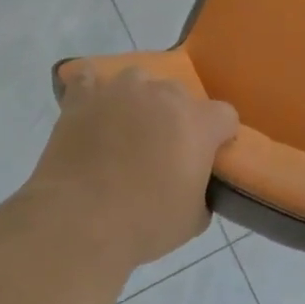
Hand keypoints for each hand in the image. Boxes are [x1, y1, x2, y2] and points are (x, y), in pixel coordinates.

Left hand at [24, 65, 238, 270]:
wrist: (79, 222)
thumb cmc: (145, 223)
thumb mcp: (192, 220)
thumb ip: (202, 192)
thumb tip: (194, 187)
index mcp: (199, 123)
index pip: (225, 116)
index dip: (219, 136)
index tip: (210, 157)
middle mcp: (164, 96)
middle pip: (180, 95)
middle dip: (177, 118)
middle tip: (163, 150)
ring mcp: (121, 91)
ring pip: (139, 80)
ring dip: (139, 99)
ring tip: (127, 127)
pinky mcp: (82, 98)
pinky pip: (89, 79)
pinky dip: (92, 89)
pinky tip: (93, 106)